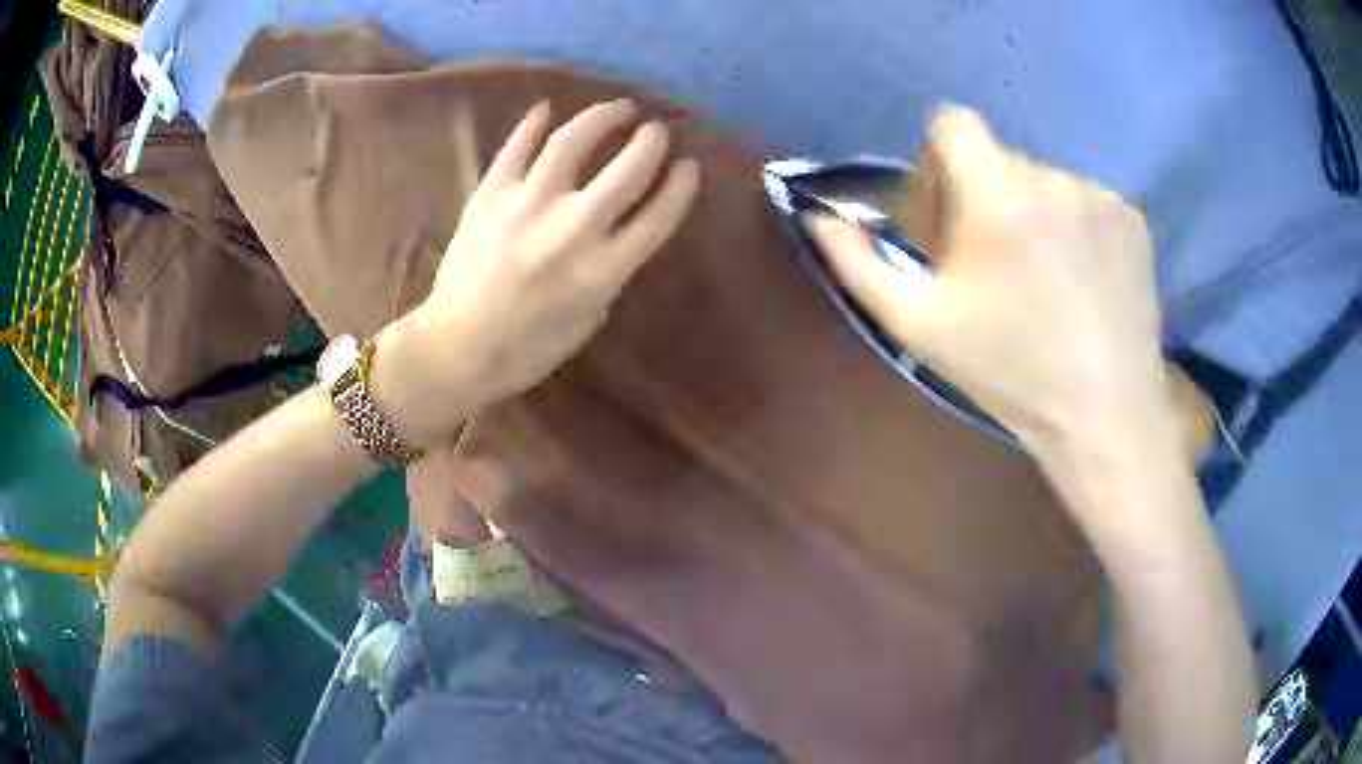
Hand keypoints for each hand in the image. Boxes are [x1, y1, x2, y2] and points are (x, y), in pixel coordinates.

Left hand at [373, 100, 701, 447]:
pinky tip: (546, 109)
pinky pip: (516, 148)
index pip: (658, 215)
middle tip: (655, 130)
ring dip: (601, 118)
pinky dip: (532, 125)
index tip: (689, 167)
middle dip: (650, 142)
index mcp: (602, 270)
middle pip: (628, 169)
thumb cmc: (528, 347)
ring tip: (618, 108)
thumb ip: (611, 269)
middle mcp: (572, 228)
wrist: (458, 347)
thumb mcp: (589, 317)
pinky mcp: (490, 194)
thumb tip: (618, 229)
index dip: (680, 186)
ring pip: (573, 142)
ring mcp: (527, 205)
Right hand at [807, 106, 1175, 463]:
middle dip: (985, 196)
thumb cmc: (1011, 374)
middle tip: (994, 264)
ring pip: (1045, 182)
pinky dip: (1075, 227)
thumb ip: (860, 266)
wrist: (1105, 416)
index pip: (954, 123)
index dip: (940, 156)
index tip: (948, 209)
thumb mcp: (920, 328)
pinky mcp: (1132, 218)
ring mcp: (1101, 197)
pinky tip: (1082, 281)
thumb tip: (819, 218)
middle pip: (1000, 159)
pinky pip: (1086, 201)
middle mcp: (1054, 180)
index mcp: (999, 199)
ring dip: (1033, 213)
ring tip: (1044, 279)